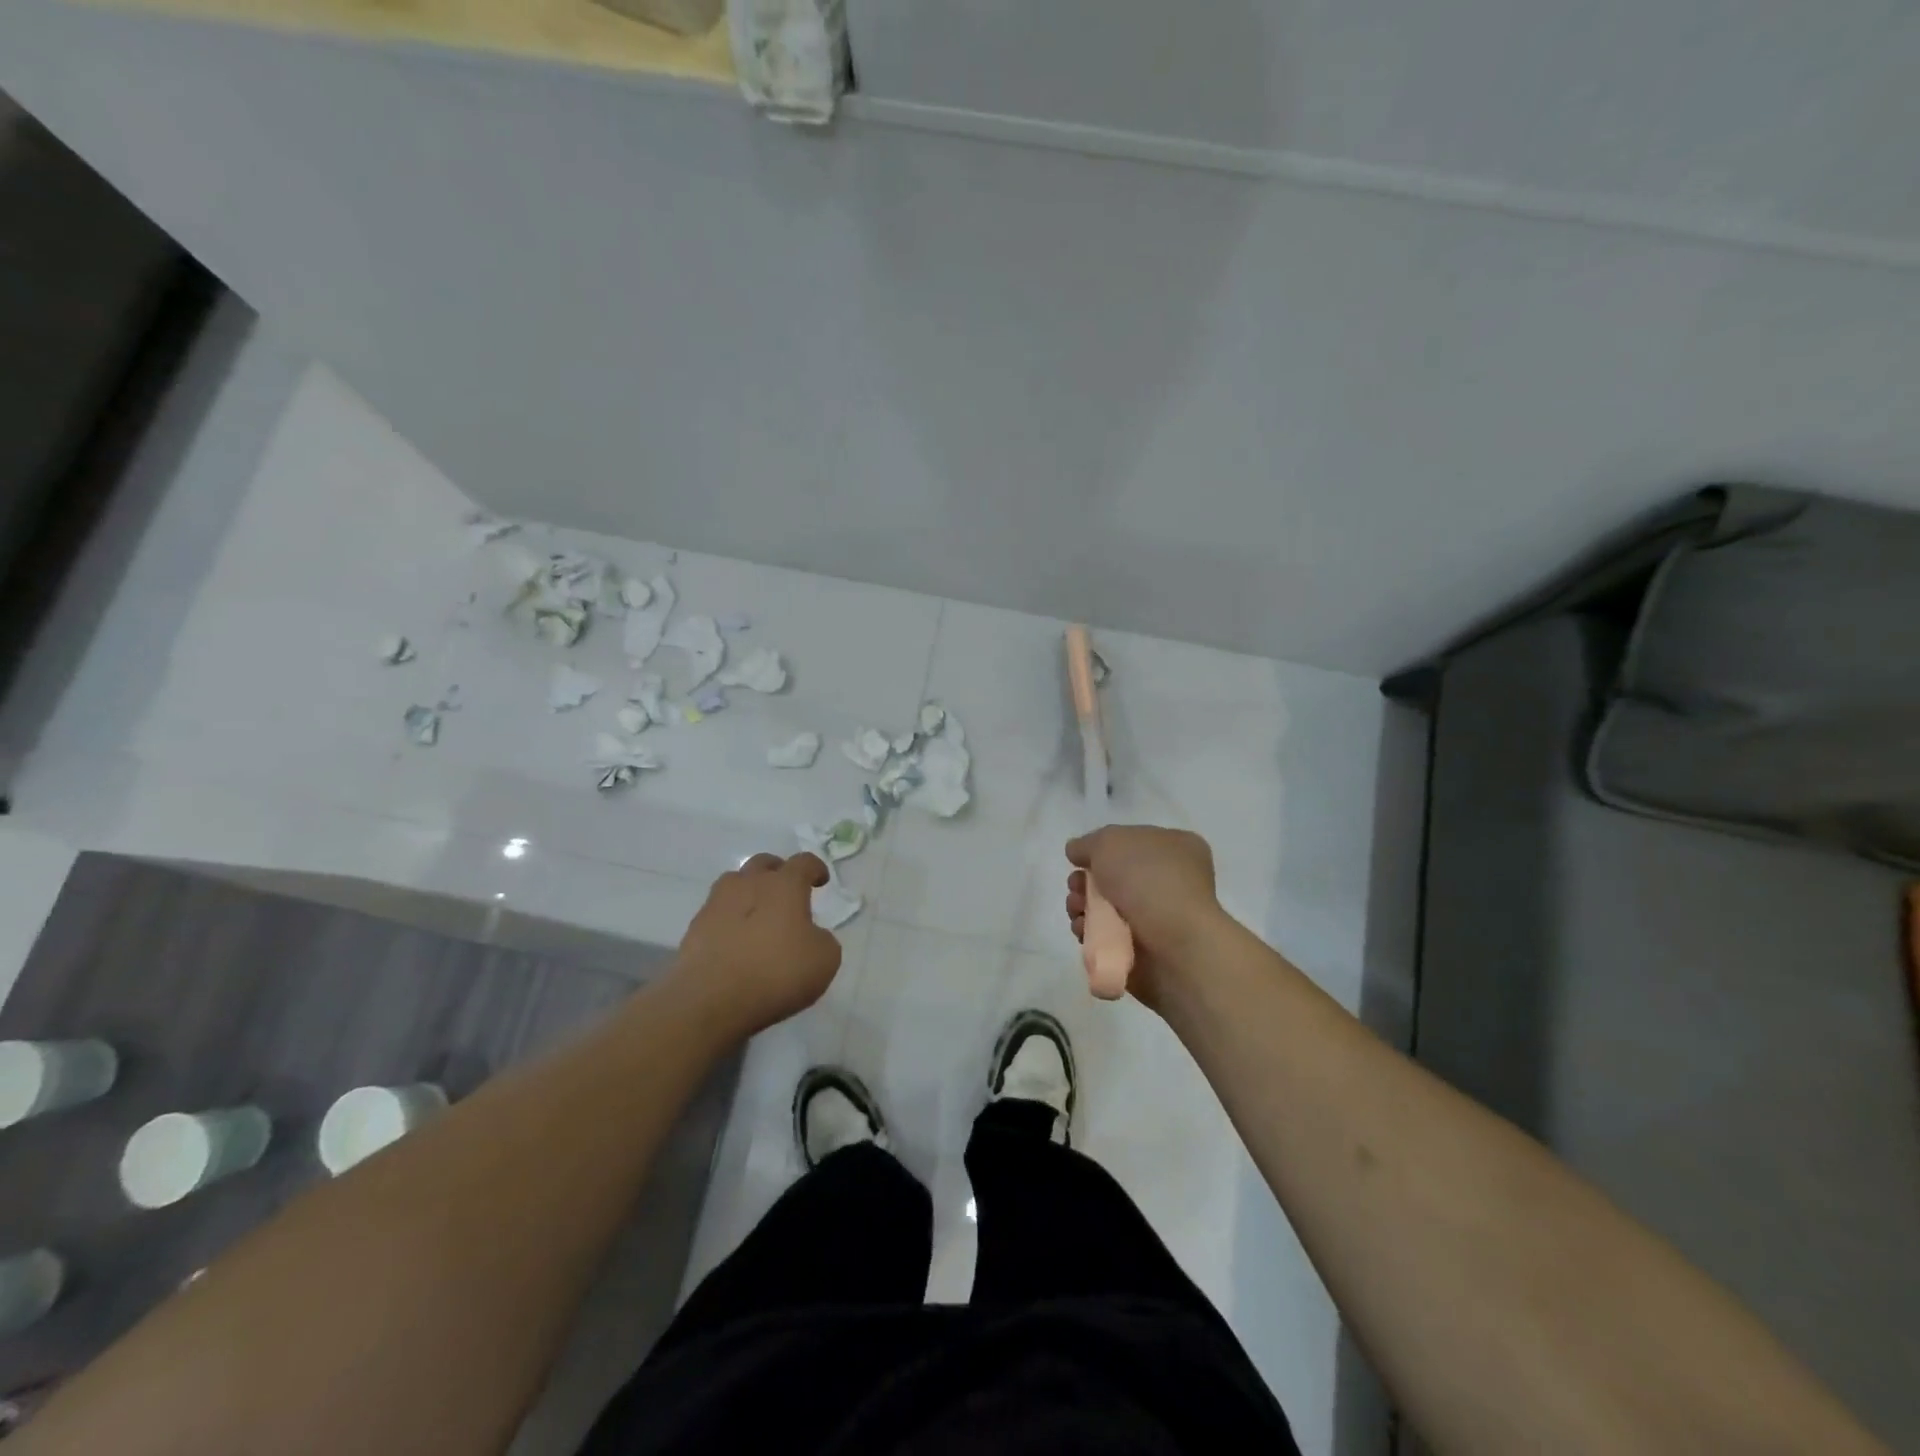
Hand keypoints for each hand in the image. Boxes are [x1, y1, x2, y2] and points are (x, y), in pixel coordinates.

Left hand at [668, 853, 841, 1042]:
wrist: (711, 1001)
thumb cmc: (776, 973)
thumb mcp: (824, 960)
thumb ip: (822, 939)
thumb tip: (810, 935)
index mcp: (784, 886)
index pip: (803, 862)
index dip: (815, 868)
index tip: (820, 880)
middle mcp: (749, 884)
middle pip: (763, 864)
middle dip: (777, 872)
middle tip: (787, 891)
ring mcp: (716, 904)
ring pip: (734, 883)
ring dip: (748, 891)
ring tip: (757, 914)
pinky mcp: (694, 929)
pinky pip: (717, 913)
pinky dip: (729, 920)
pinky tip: (736, 942)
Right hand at [1065, 826, 1224, 1009]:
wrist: (1174, 945)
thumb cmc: (1148, 881)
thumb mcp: (1109, 842)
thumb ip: (1088, 843)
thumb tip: (1077, 852)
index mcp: (1176, 849)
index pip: (1132, 842)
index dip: (1102, 848)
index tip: (1081, 859)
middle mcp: (1171, 882)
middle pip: (1114, 877)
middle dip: (1086, 881)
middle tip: (1076, 888)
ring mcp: (1159, 919)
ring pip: (1107, 908)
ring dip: (1082, 907)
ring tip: (1077, 911)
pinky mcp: (1145, 952)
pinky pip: (1108, 938)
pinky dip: (1091, 933)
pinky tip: (1084, 931)